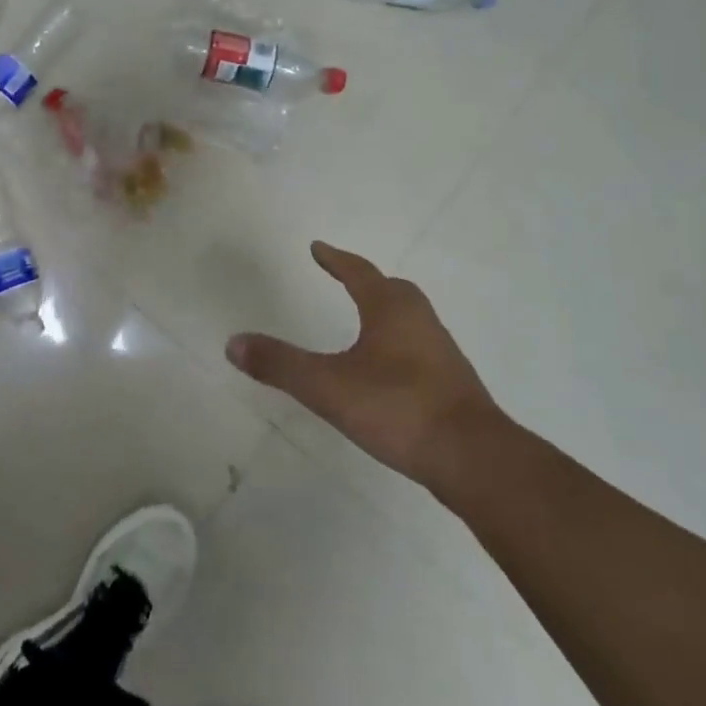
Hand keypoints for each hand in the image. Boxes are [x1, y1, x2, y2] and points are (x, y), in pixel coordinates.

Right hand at [226, 242, 503, 492]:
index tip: (318, 248)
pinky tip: (387, 369)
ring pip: (409, 318)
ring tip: (363, 321)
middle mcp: (420, 321)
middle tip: (344, 279)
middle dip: (365, 281)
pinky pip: (418, 347)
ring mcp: (441, 352)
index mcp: (391, 310)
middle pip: (391, 289)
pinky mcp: (452, 383)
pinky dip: (398, 343)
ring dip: (385, 312)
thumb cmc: (398, 408)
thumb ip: (280, 365)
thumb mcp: (328, 387)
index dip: (335, 259)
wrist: (473, 458)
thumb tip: (232, 343)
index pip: (359, 272)